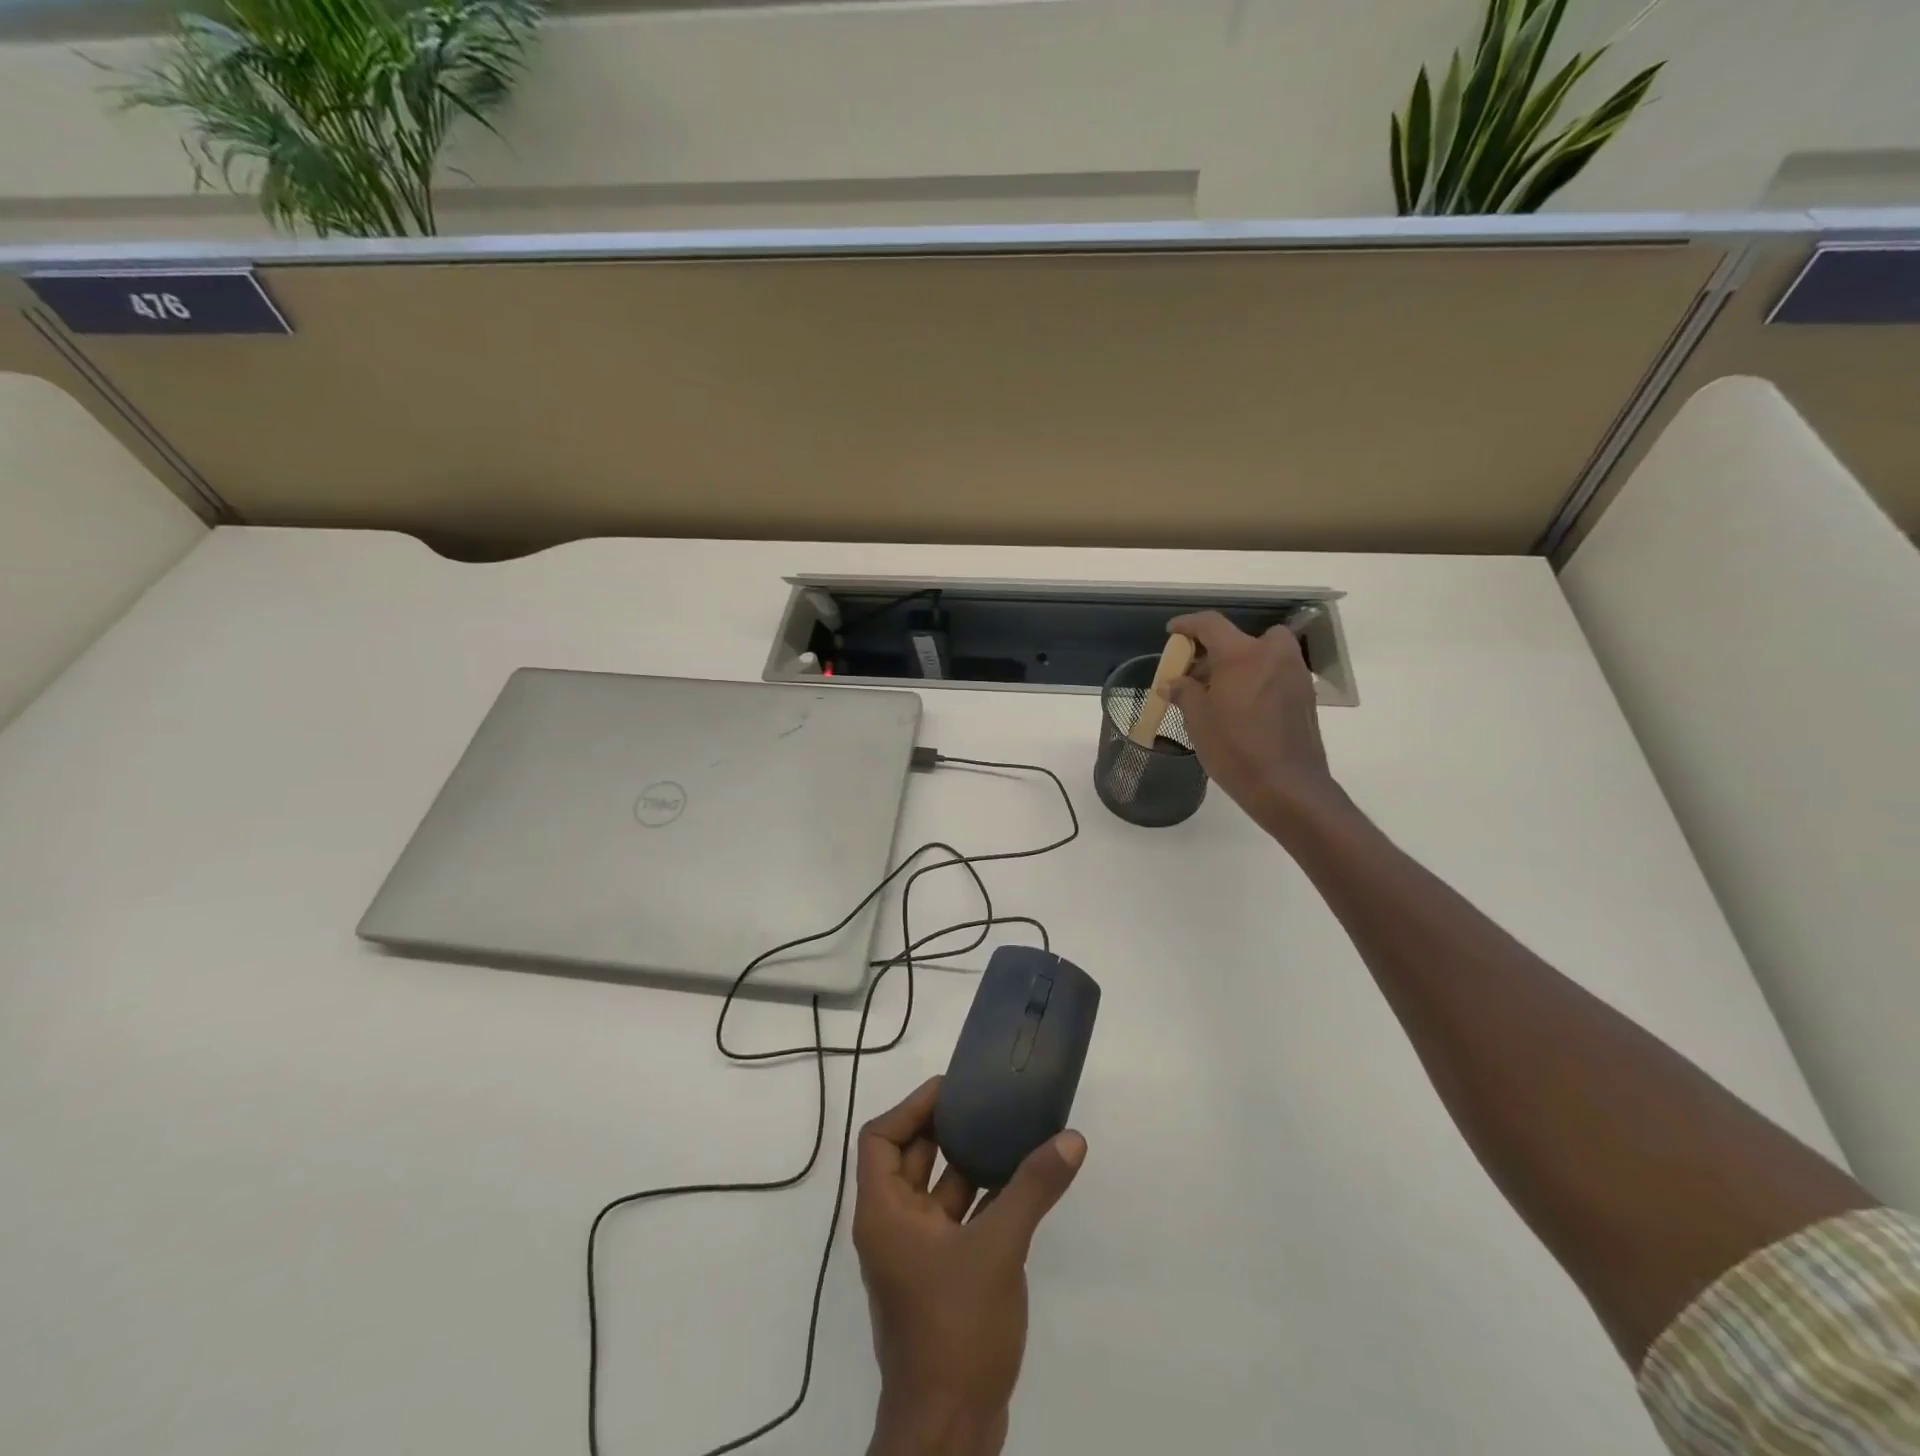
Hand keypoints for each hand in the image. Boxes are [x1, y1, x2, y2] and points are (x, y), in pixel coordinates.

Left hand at [853, 1076, 1086, 1455]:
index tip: (950, 1089)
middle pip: (908, 1159)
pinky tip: (1017, 1185)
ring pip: (936, 1192)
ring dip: (966, 1163)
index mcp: (883, 1212)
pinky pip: (956, 1221)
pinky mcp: (940, 1279)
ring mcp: (915, 1256)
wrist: (950, 1430)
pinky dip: (980, 1200)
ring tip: (1005, 1132)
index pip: (880, 1138)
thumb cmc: (956, 1326)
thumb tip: (1071, 1139)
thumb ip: (1033, 1188)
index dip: (911, 1107)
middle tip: (982, 1101)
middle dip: (942, 1128)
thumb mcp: (999, 1247)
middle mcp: (892, 1227)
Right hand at [1165, 611, 1341, 839]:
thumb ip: (1184, 692)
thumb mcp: (1198, 720)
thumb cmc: (1235, 748)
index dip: (1188, 625)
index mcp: (1242, 654)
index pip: (1211, 624)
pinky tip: (1242, 709)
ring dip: (1239, 665)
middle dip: (1216, 652)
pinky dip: (1256, 680)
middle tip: (1196, 676)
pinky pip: (1275, 674)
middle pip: (1241, 638)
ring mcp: (1294, 674)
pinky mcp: (1305, 695)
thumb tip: (1173, 682)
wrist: (1287, 786)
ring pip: (1262, 655)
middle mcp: (1273, 654)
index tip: (1173, 632)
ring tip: (1218, 695)